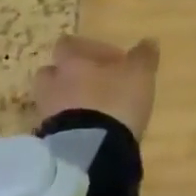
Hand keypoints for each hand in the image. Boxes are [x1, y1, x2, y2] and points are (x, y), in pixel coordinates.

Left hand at [33, 34, 157, 141]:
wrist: (89, 154)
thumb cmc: (113, 103)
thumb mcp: (138, 75)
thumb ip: (143, 56)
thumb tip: (149, 41)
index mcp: (71, 62)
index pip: (68, 44)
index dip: (87, 49)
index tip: (110, 60)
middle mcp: (52, 84)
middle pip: (53, 73)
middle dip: (71, 77)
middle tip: (95, 85)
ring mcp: (46, 114)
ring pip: (53, 101)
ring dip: (69, 104)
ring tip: (93, 114)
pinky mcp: (47, 142)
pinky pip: (56, 127)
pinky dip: (69, 128)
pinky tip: (89, 136)